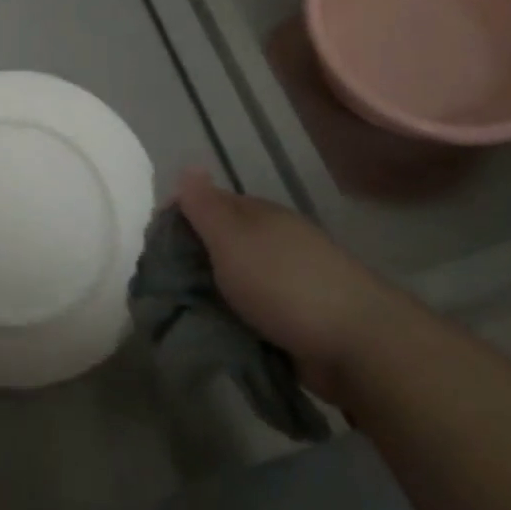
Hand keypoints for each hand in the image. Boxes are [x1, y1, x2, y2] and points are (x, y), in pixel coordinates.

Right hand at [176, 169, 409, 400]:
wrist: (357, 345)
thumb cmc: (284, 282)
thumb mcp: (232, 238)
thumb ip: (205, 205)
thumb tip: (188, 164)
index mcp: (256, 215)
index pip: (204, 206)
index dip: (175, 221)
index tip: (152, 250)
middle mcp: (271, 241)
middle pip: (217, 245)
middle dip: (190, 264)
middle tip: (161, 289)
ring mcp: (286, 281)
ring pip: (233, 282)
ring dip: (211, 297)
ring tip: (182, 317)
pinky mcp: (296, 320)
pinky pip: (252, 314)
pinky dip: (234, 322)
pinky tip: (217, 336)